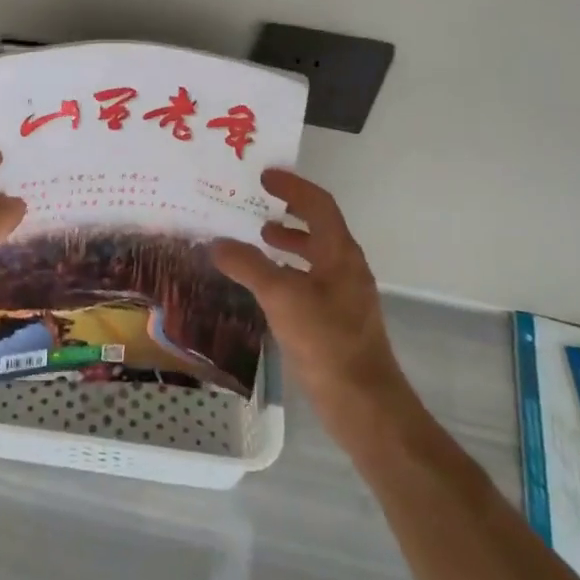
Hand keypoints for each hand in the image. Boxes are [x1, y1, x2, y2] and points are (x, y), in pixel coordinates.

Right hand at [212, 169, 417, 446]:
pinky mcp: (336, 320)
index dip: (292, 186)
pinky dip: (287, 271)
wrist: (363, 403)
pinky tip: (264, 285)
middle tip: (254, 205)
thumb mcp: (281, 297)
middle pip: (318, 226)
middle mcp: (345, 267)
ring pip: (313, 255)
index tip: (264, 176)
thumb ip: (248, 265)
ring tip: (256, 240)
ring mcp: (343, 295)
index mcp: (340, 253)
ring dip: (287, 242)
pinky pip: (309, 280)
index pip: (318, 204)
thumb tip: (216, 243)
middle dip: (288, 213)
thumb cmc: (326, 341)